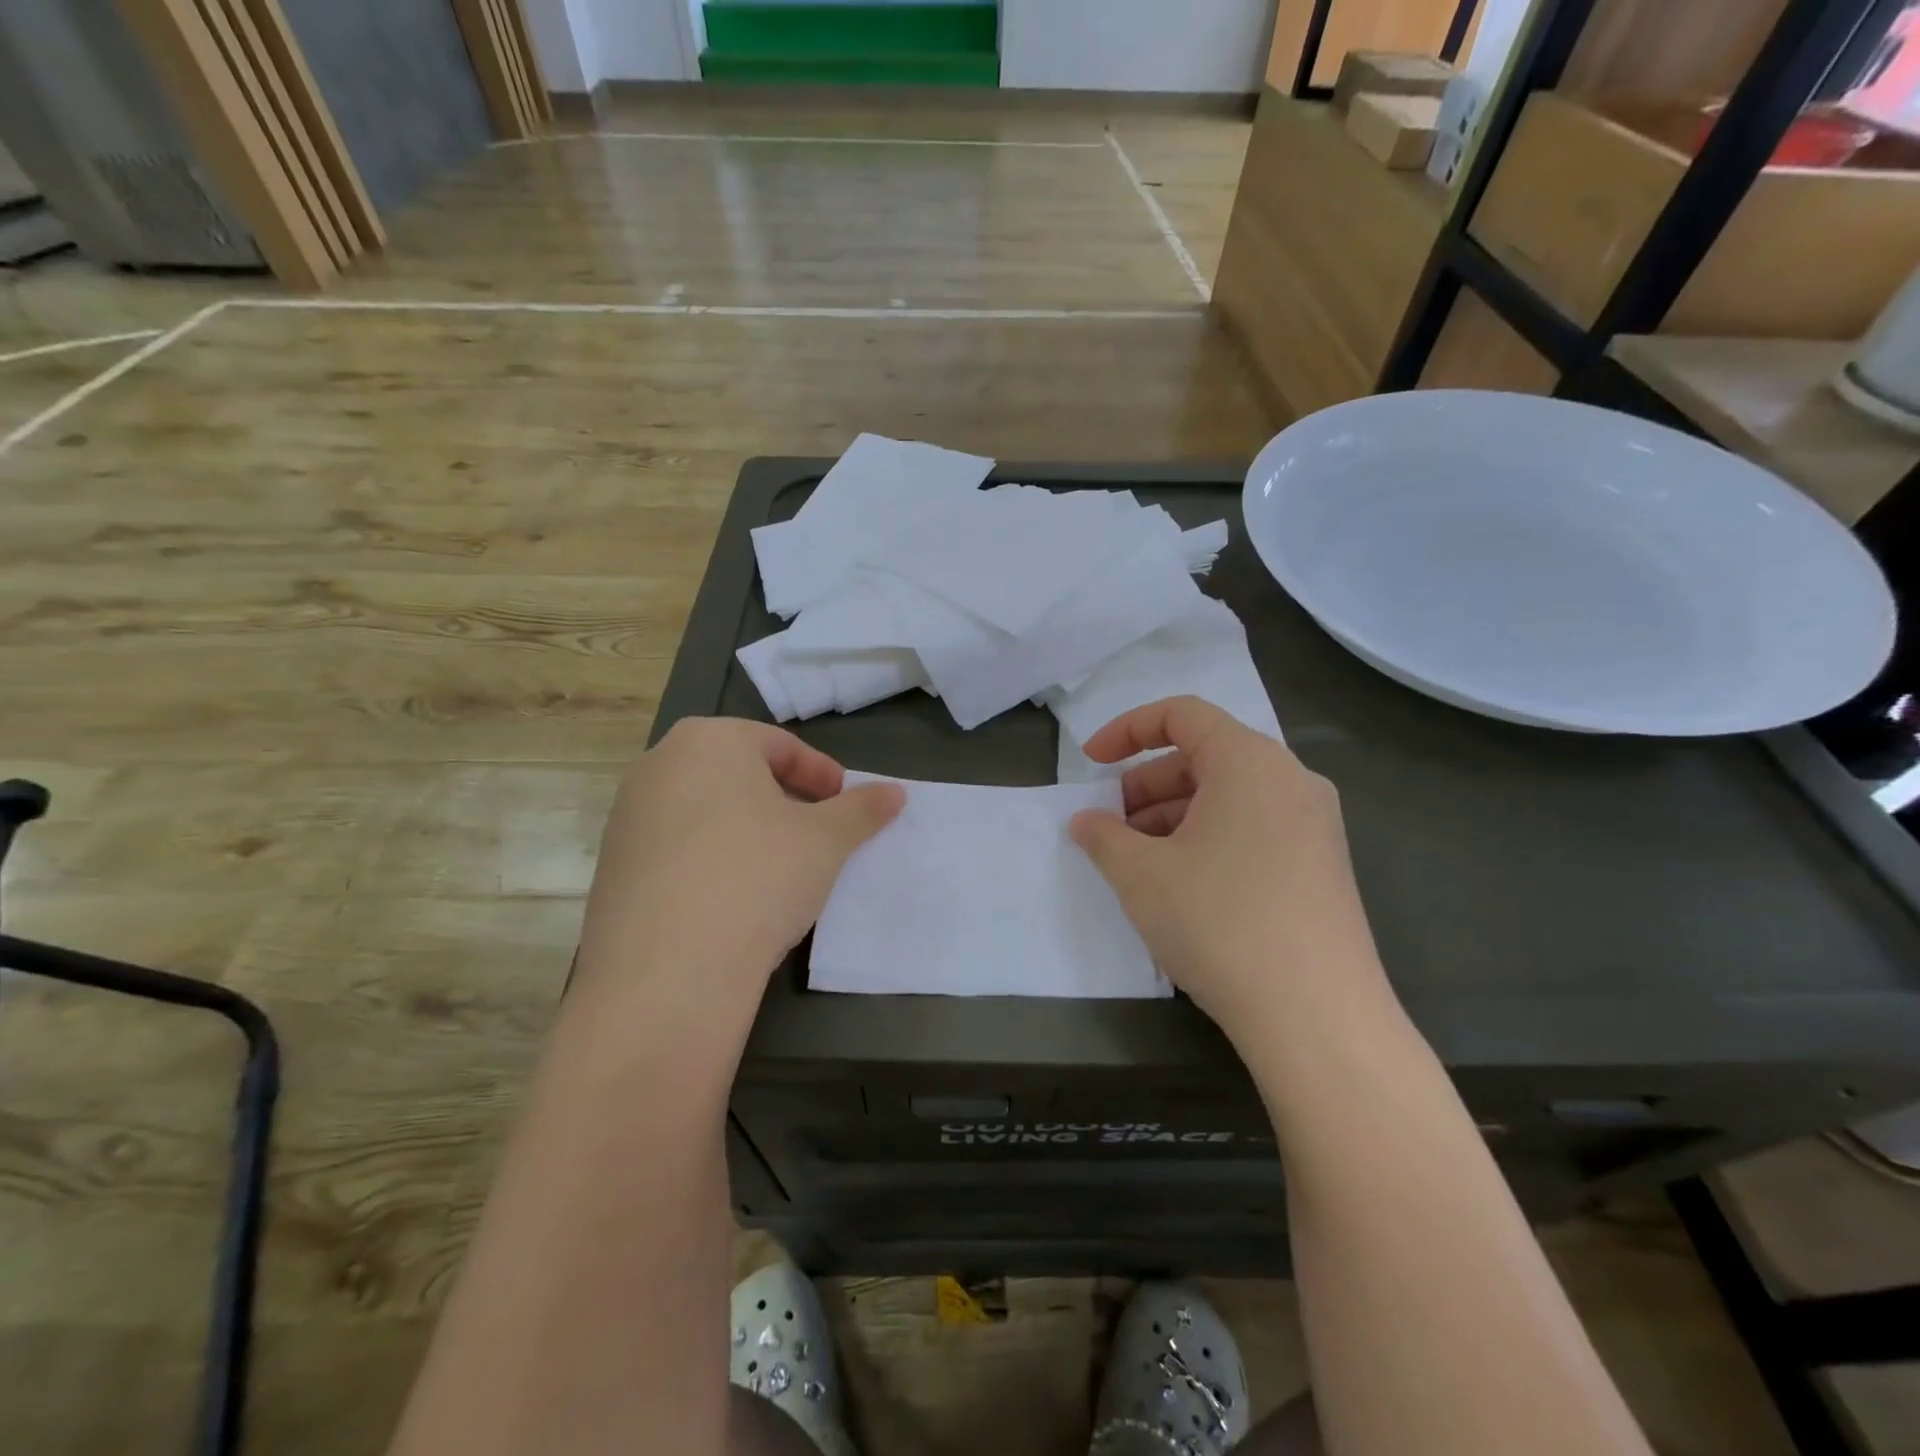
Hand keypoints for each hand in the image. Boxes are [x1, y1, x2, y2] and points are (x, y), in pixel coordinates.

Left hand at [576, 718, 902, 1011]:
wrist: (666, 973)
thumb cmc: (757, 878)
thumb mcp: (827, 841)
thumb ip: (863, 809)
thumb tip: (895, 793)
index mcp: (708, 740)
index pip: (780, 745)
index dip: (823, 776)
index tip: (845, 809)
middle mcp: (658, 765)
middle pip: (739, 773)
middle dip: (784, 800)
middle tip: (816, 836)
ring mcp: (627, 816)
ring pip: (706, 811)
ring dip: (747, 830)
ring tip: (778, 870)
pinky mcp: (613, 866)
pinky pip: (677, 848)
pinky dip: (711, 860)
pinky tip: (733, 900)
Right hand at [1070, 697, 1390, 1036]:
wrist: (1318, 1017)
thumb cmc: (1220, 922)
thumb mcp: (1141, 875)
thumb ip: (1103, 836)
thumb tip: (1085, 821)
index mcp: (1250, 762)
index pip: (1182, 714)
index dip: (1126, 730)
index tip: (1090, 765)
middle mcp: (1290, 780)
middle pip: (1204, 756)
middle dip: (1145, 784)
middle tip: (1110, 827)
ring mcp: (1314, 824)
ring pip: (1228, 796)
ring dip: (1173, 816)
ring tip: (1137, 861)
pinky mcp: (1321, 866)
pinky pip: (1253, 828)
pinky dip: (1208, 838)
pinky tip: (1181, 885)